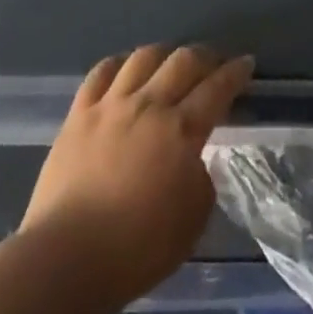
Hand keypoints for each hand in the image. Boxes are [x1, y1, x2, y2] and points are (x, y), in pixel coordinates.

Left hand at [21, 43, 253, 306]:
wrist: (66, 259)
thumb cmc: (137, 249)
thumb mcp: (193, 220)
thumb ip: (200, 179)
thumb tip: (192, 158)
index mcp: (182, 131)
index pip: (217, 88)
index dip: (235, 72)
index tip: (246, 63)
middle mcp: (149, 106)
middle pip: (183, 61)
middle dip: (205, 55)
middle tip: (214, 61)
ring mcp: (111, 105)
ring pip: (144, 57)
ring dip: (164, 53)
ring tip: (170, 61)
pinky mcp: (78, 114)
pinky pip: (101, 72)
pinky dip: (119, 63)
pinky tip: (126, 68)